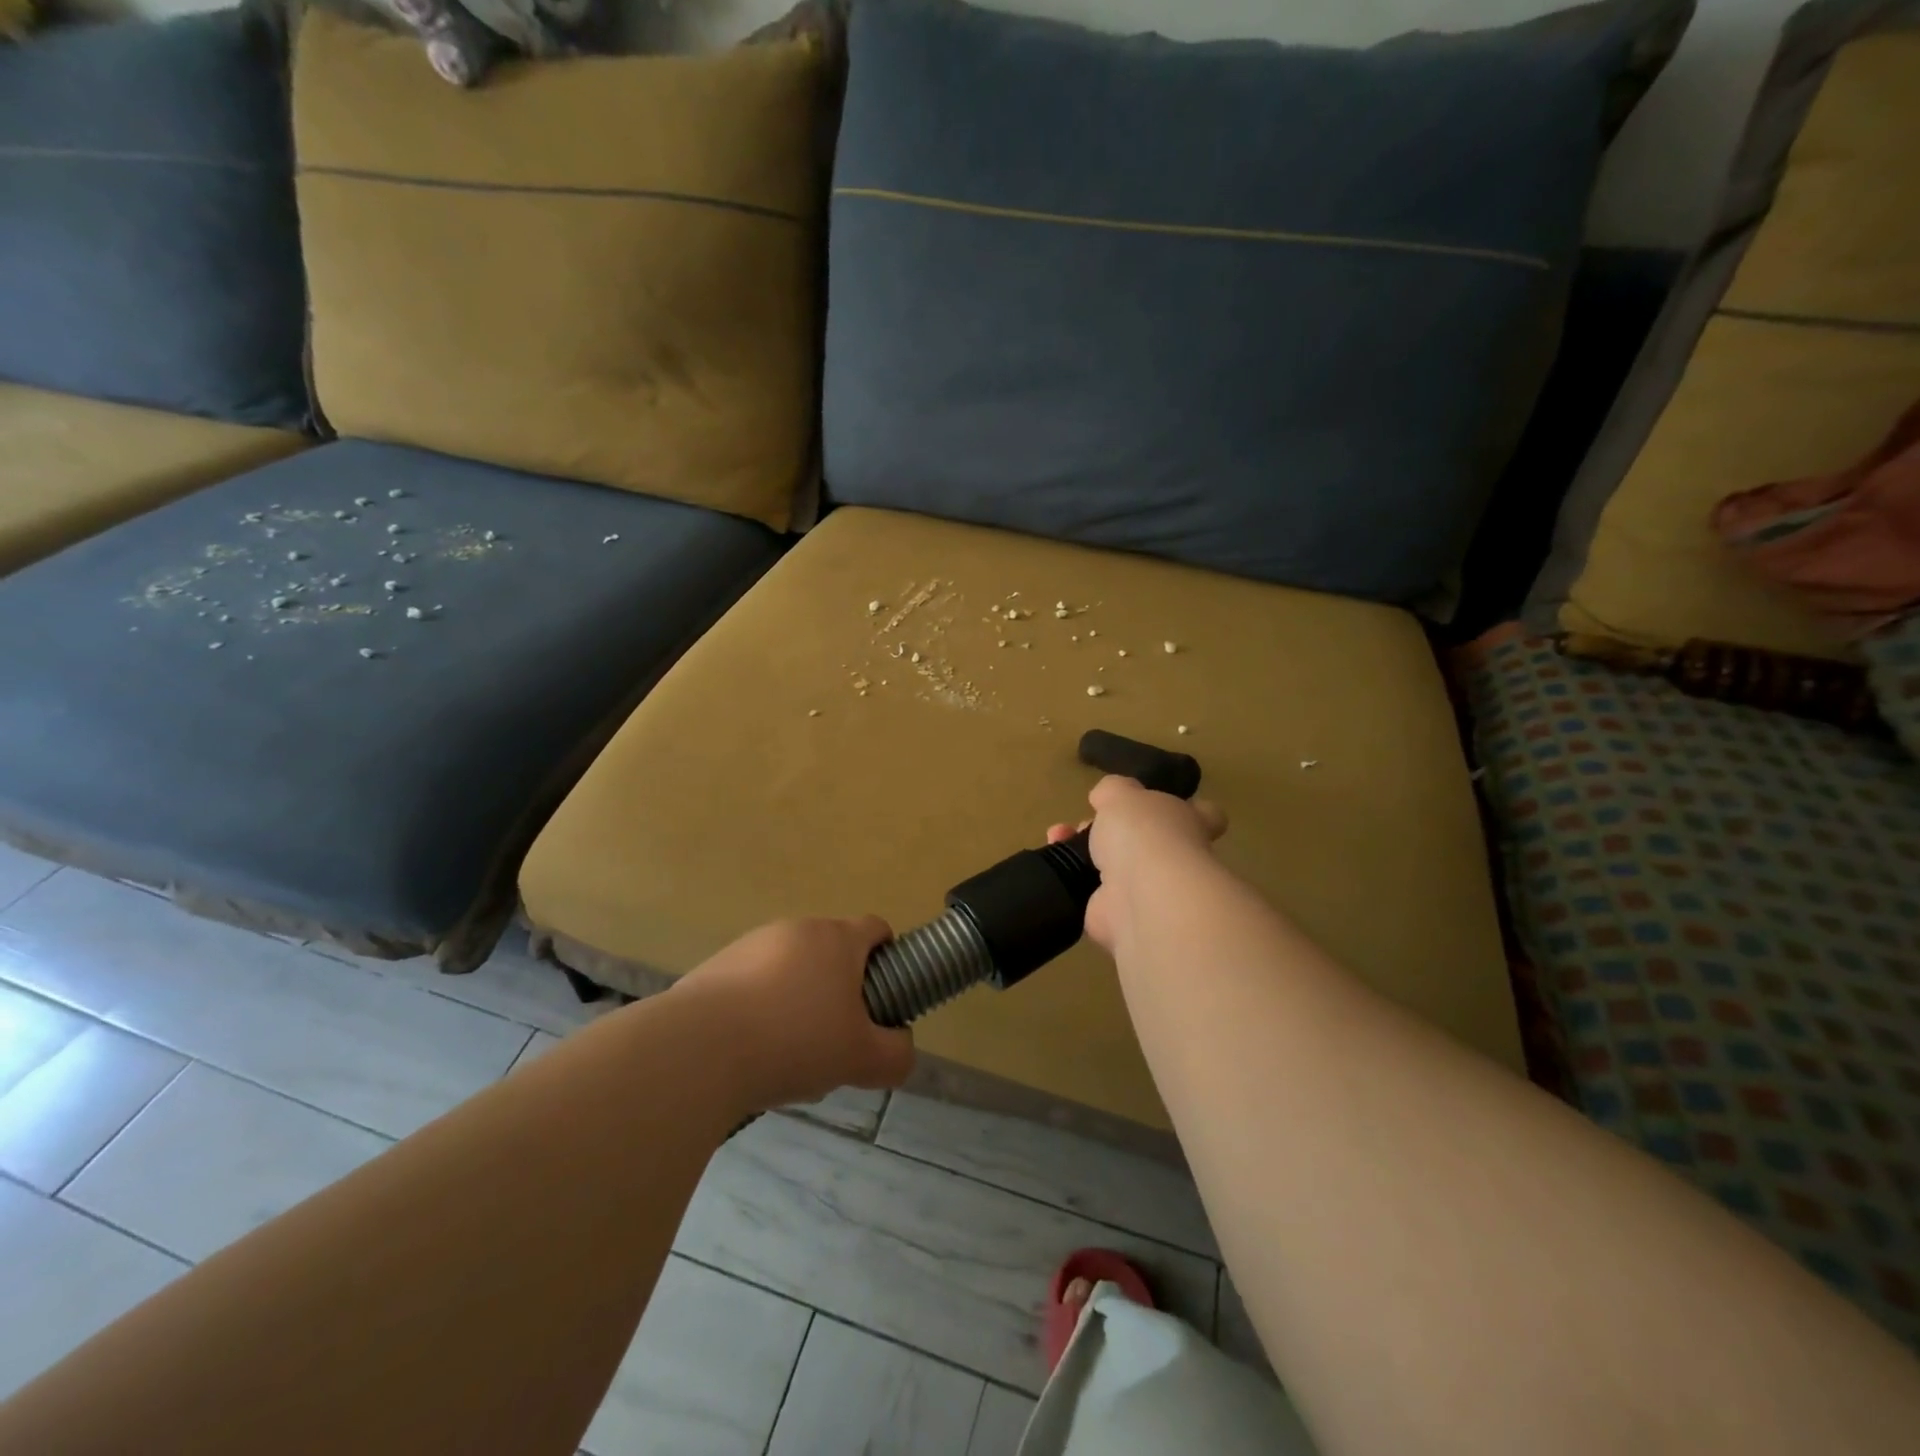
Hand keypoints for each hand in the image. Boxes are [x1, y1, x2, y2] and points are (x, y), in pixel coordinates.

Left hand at [677, 916, 914, 1111]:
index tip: (883, 995)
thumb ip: (896, 1054)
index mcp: (837, 939)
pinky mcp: (716, 967)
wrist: (698, 1049)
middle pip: (832, 950)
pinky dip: (760, 1008)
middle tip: (837, 1036)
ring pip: (791, 967)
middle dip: (840, 988)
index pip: (875, 928)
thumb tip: (901, 1046)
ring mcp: (752, 944)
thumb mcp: (862, 1059)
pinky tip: (750, 1051)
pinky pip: (753, 983)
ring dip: (798, 998)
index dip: (887, 957)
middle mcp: (796, 929)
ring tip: (788, 1052)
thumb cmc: (794, 1042)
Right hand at [1047, 776, 1226, 952]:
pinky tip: (1054, 862)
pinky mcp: (1117, 915)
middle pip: (1145, 840)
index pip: (1203, 815)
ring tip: (1058, 836)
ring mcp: (1147, 890)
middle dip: (1111, 830)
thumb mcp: (1123, 794)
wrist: (1141, 899)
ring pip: (1113, 866)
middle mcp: (1174, 858)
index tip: (1157, 804)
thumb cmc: (1143, 834)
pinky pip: (1091, 893)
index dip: (1187, 808)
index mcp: (1189, 824)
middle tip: (1084, 822)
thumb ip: (1114, 790)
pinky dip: (1072, 880)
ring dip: (1083, 851)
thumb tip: (1106, 794)